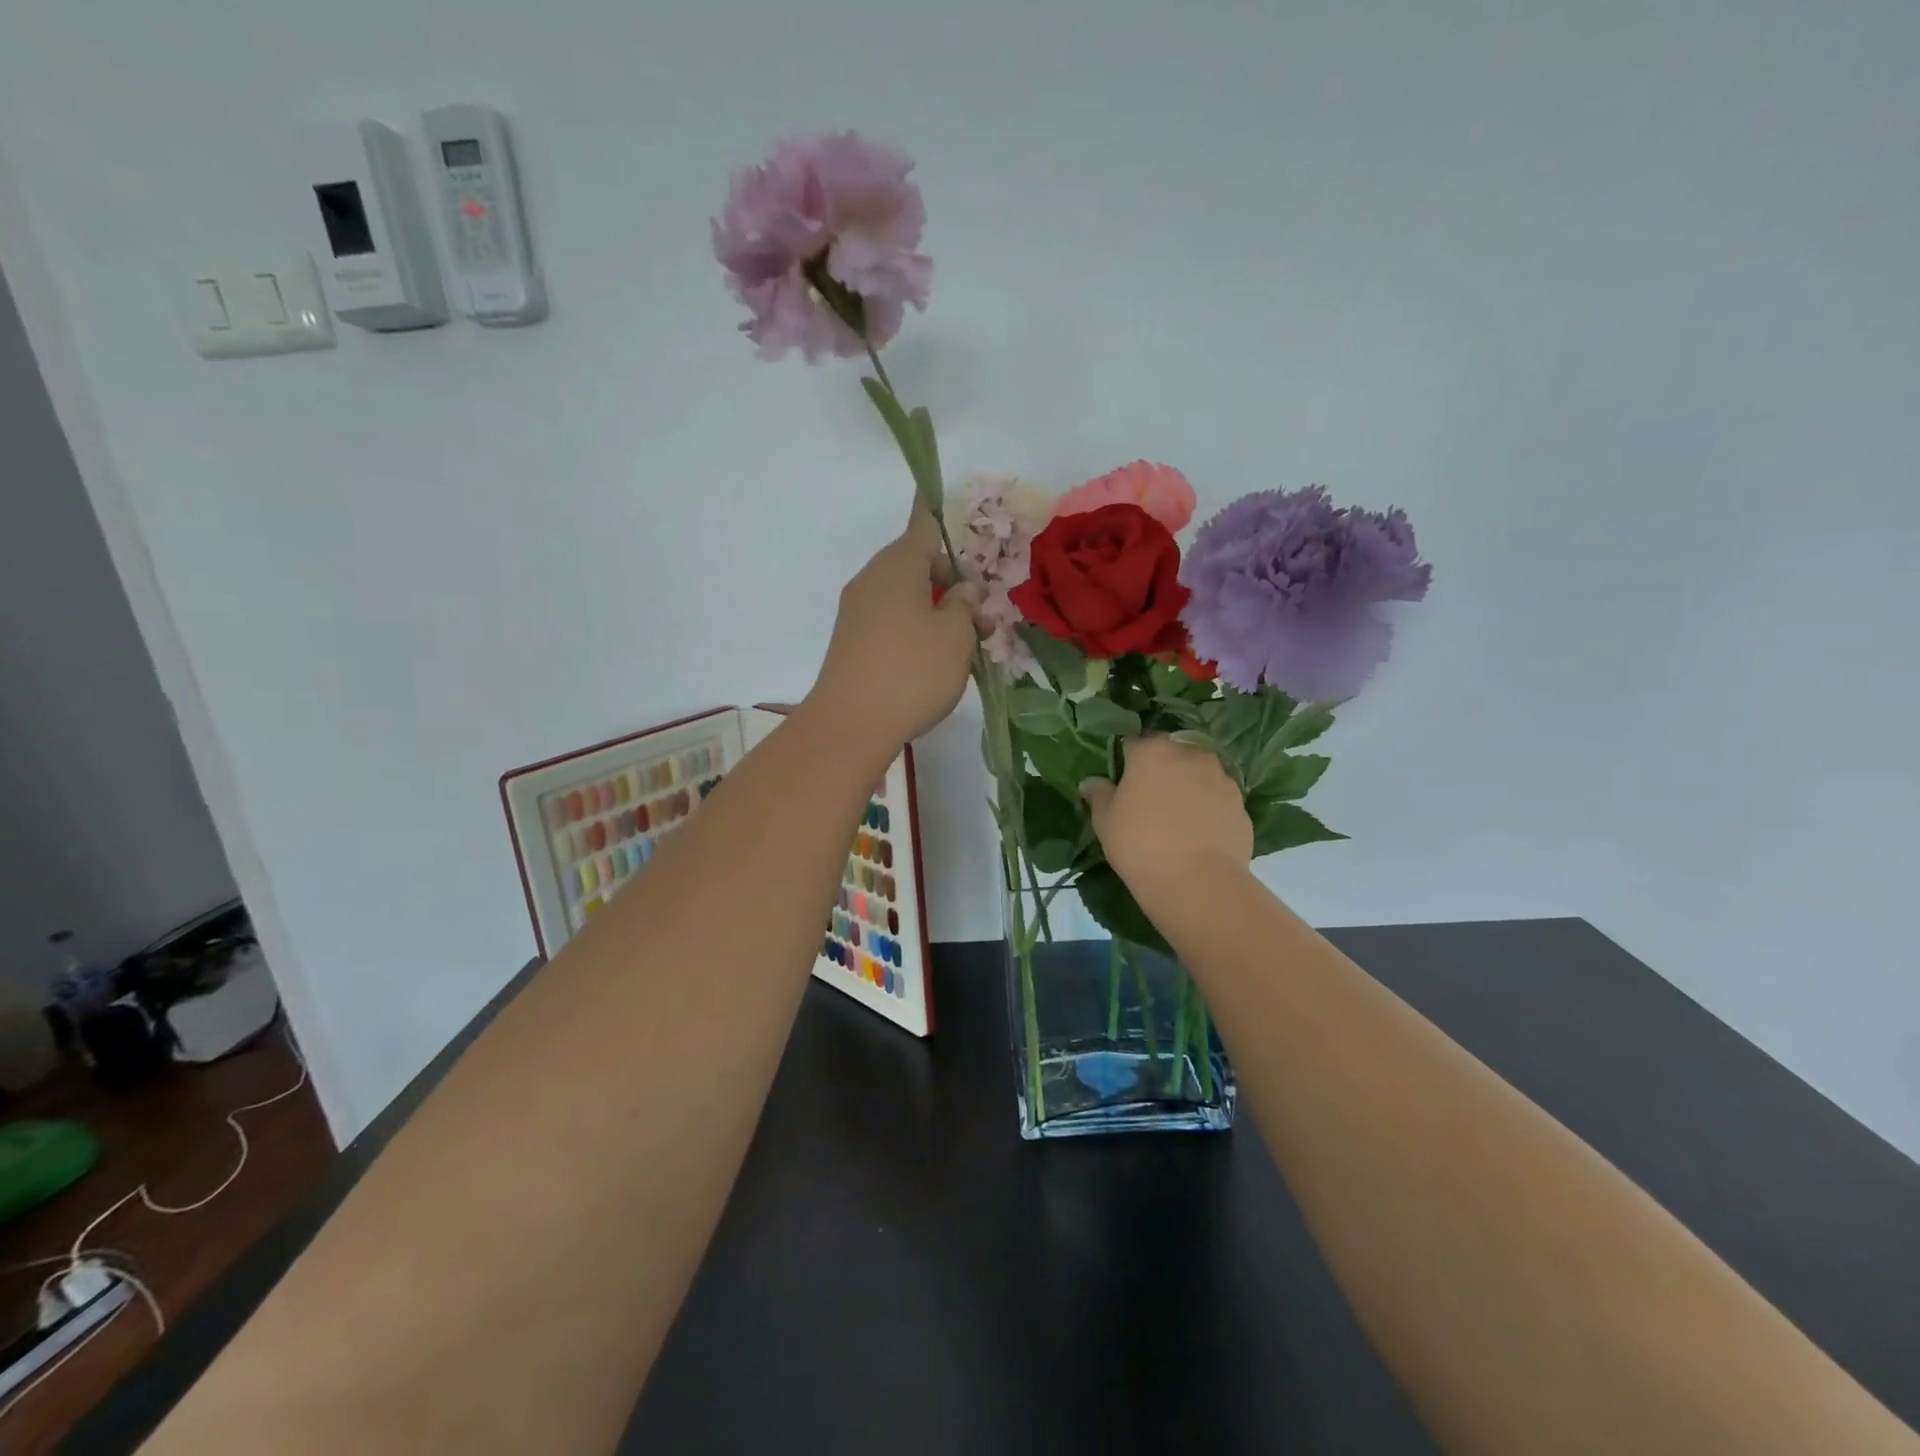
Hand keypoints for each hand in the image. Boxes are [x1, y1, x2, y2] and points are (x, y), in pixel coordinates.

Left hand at [805, 504, 981, 758]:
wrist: (850, 725)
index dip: (937, 510)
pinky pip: (892, 622)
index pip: (923, 525)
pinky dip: (917, 630)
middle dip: (953, 583)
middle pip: (918, 565)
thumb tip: (963, 590)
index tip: (937, 490)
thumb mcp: (956, 636)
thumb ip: (965, 606)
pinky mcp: (853, 642)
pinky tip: (936, 663)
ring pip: (907, 597)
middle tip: (982, 617)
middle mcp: (873, 580)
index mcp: (898, 565)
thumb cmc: (912, 671)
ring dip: (938, 611)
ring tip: (967, 647)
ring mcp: (858, 612)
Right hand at [1080, 737, 1251, 905]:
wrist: (1196, 881)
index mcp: (1153, 751)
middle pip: (1172, 754)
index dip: (1126, 761)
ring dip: (1189, 787)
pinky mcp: (1241, 805)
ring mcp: (1222, 778)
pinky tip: (1199, 834)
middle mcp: (1191, 754)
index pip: (1134, 743)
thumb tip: (1091, 782)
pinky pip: (1218, 799)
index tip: (1122, 782)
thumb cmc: (1139, 843)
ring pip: (1199, 775)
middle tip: (1150, 800)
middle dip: (1162, 770)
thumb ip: (1099, 795)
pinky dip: (1209, 809)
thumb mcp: (1105, 821)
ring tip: (1179, 818)